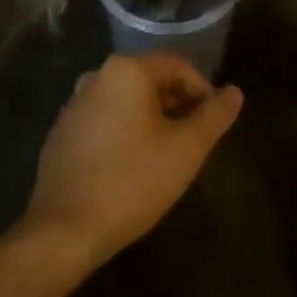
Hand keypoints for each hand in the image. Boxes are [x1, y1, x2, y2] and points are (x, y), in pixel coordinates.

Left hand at [23, 52, 242, 271]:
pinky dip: (124, 132)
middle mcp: (96, 75)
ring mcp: (74, 104)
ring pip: (126, 101)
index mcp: (126, 70)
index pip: (178, 66)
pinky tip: (132, 166)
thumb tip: (234, 93)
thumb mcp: (186, 149)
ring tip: (166, 155)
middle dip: (177, 104)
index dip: (203, 91)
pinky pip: (104, 119)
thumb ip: (215, 116)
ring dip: (151, 119)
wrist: (64, 230)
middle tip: (193, 140)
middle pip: (150, 80)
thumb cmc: (132, 181)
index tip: (213, 123)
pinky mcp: (61, 132)